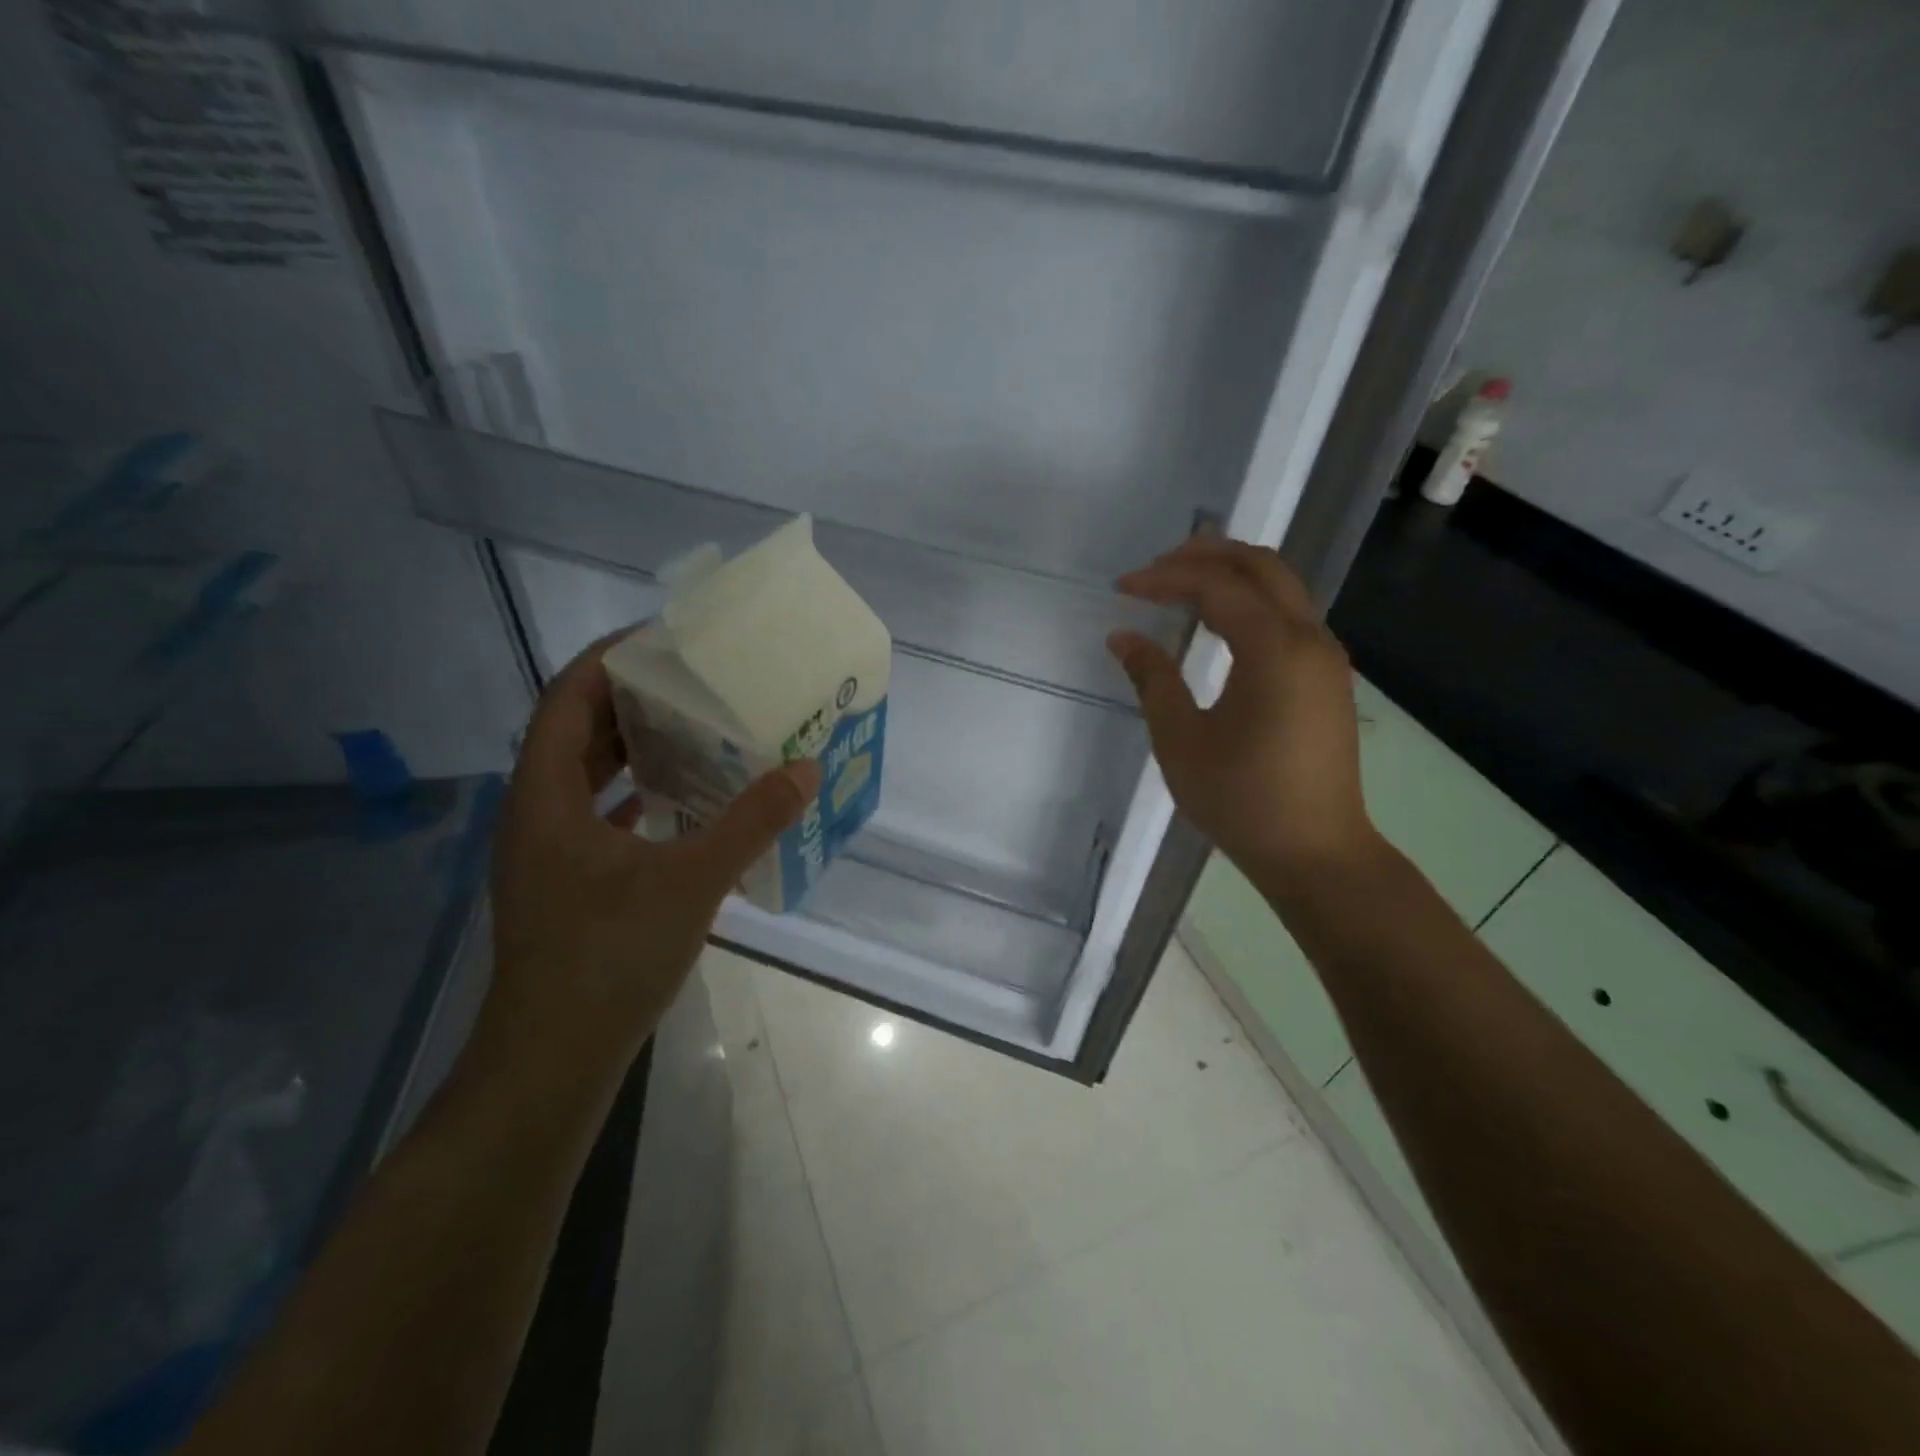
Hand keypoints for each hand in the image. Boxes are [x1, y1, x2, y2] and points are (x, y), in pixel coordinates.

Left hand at [486, 632, 820, 1075]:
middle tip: (693, 681)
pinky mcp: (566, 883)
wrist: (553, 1060)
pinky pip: (598, 815)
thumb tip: (806, 769)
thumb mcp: (691, 882)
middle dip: (630, 699)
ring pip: (586, 776)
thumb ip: (751, 822)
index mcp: (545, 796)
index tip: (663, 638)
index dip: (609, 659)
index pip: (567, 698)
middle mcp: (536, 813)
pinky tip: (681, 801)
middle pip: (576, 732)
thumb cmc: (608, 958)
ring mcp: (547, 852)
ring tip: (694, 730)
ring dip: (634, 748)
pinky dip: (636, 796)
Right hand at [1108, 537, 1379, 883]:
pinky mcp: (1327, 678)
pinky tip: (1217, 624)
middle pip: (1261, 566)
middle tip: (1155, 567)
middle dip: (1205, 555)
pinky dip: (1250, 602)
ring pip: (1281, 587)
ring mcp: (1326, 657)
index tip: (1123, 588)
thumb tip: (1122, 637)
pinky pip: (1289, 616)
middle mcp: (1310, 639)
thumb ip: (1152, 679)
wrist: (1316, 852)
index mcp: (1275, 649)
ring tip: (1180, 585)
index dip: (1166, 578)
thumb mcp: (1181, 740)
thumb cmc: (1242, 800)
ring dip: (1231, 575)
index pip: (1217, 586)